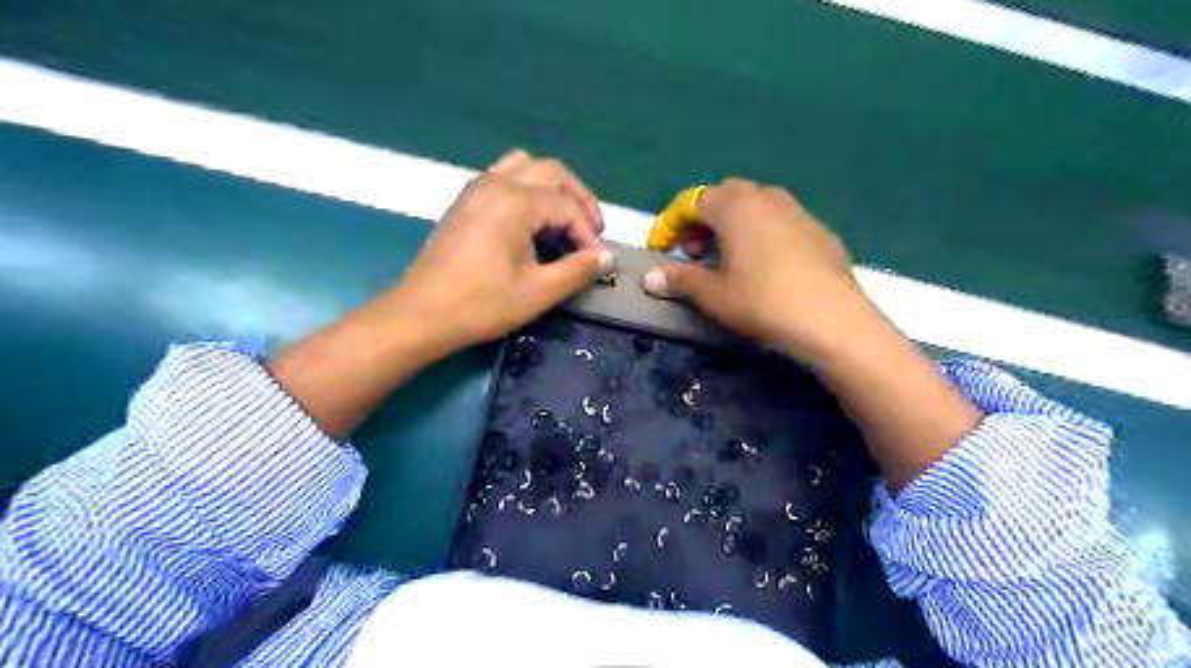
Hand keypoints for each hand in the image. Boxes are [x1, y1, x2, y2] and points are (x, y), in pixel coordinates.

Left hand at [393, 150, 613, 350]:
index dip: (588, 233)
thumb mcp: (538, 291)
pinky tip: (531, 222)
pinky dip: (528, 188)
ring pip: (525, 166)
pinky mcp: (464, 201)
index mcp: (515, 201)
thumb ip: (578, 270)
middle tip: (590, 232)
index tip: (596, 261)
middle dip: (578, 198)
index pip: (567, 206)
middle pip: (551, 171)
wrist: (420, 315)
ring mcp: (476, 189)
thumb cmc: (481, 305)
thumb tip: (607, 257)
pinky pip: (504, 177)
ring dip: (552, 187)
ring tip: (563, 219)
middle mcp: (496, 183)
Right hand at [643, 178, 867, 362]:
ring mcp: (798, 211)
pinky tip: (765, 267)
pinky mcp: (820, 230)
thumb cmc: (762, 302)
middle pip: (725, 196)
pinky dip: (762, 234)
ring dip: (733, 225)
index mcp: (735, 207)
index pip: (692, 202)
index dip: (671, 224)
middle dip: (703, 220)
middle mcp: (766, 197)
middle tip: (695, 252)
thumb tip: (650, 278)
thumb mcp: (713, 295)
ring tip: (728, 259)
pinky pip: (780, 222)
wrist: (832, 320)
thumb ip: (680, 280)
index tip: (661, 249)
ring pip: (755, 206)